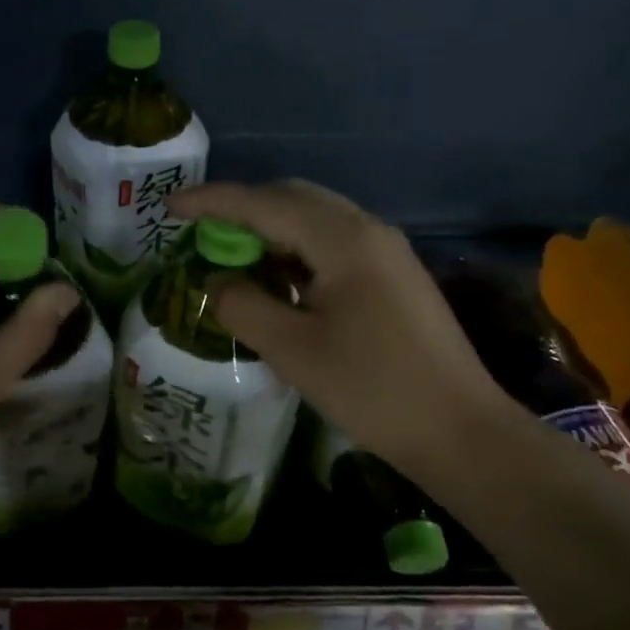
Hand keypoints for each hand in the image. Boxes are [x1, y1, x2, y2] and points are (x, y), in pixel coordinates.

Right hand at [169, 179, 509, 471]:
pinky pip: (333, 245)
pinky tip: (279, 282)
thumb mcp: (291, 349)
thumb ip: (241, 305)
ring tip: (233, 259)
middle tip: (202, 235)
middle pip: (292, 198)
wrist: (459, 430)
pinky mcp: (394, 276)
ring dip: (270, 231)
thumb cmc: (371, 389)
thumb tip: (216, 280)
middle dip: (242, 209)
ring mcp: (387, 251)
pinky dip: (296, 252)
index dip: (212, 201)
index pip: (263, 202)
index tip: (170, 206)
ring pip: (314, 220)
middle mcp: (367, 229)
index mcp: (343, 239)